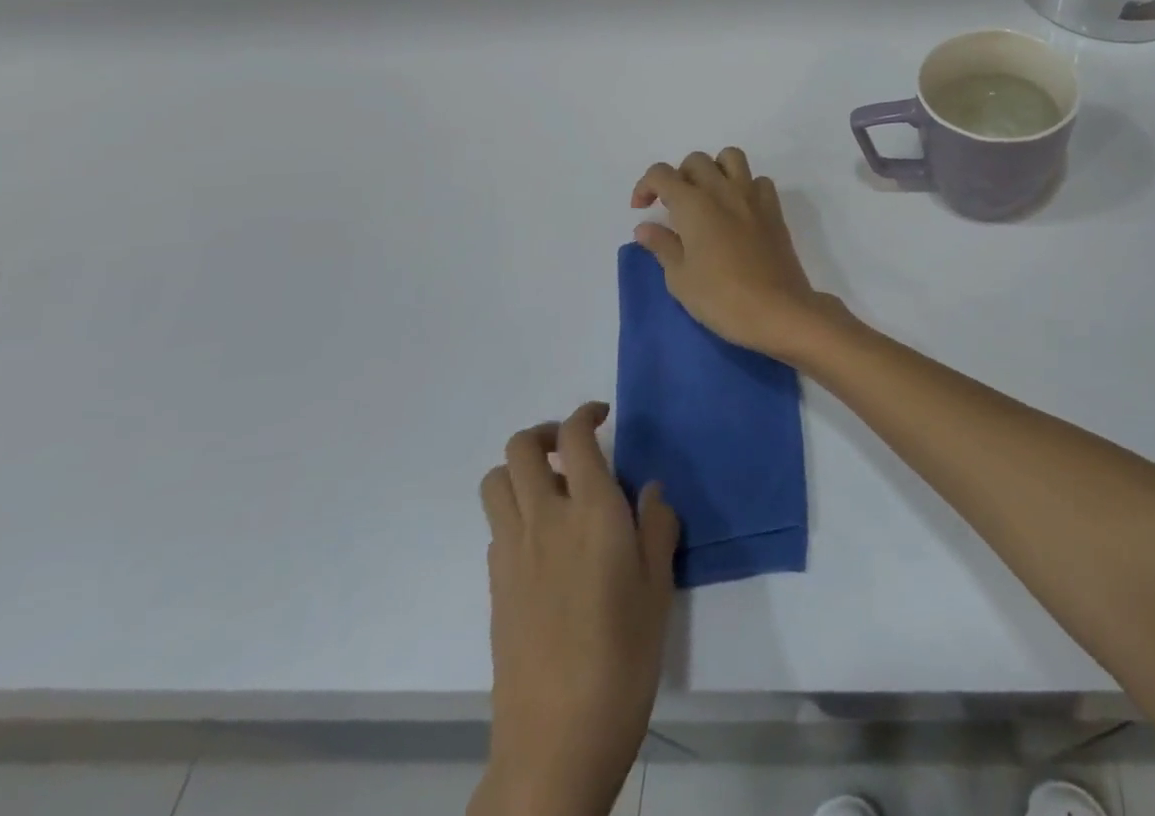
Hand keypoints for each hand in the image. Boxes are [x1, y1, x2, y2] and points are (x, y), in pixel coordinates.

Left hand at [474, 403, 677, 815]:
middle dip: (545, 434)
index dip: (585, 413)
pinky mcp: (494, 585)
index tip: (603, 415)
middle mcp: (545, 519)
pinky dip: (514, 511)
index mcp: (592, 511)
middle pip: (520, 448)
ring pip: (495, 482)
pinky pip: (496, 524)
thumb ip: (658, 527)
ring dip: (520, 470)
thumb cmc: (623, 658)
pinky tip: (544, 540)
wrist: (557, 742)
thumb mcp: (659, 588)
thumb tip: (650, 492)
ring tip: (553, 487)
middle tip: (574, 448)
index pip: (574, 436)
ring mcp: (511, 553)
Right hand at [631, 148, 836, 359]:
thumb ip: (662, 245)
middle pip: (696, 160)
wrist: (777, 309)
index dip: (645, 186)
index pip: (661, 173)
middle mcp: (723, 190)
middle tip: (674, 207)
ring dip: (715, 169)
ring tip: (707, 198)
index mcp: (693, 203)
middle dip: (679, 176)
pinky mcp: (774, 209)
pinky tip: (739, 211)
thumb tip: (645, 227)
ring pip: (731, 157)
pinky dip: (745, 186)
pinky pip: (758, 181)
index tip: (641, 209)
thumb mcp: (680, 278)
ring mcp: (752, 196)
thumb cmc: (720, 297)